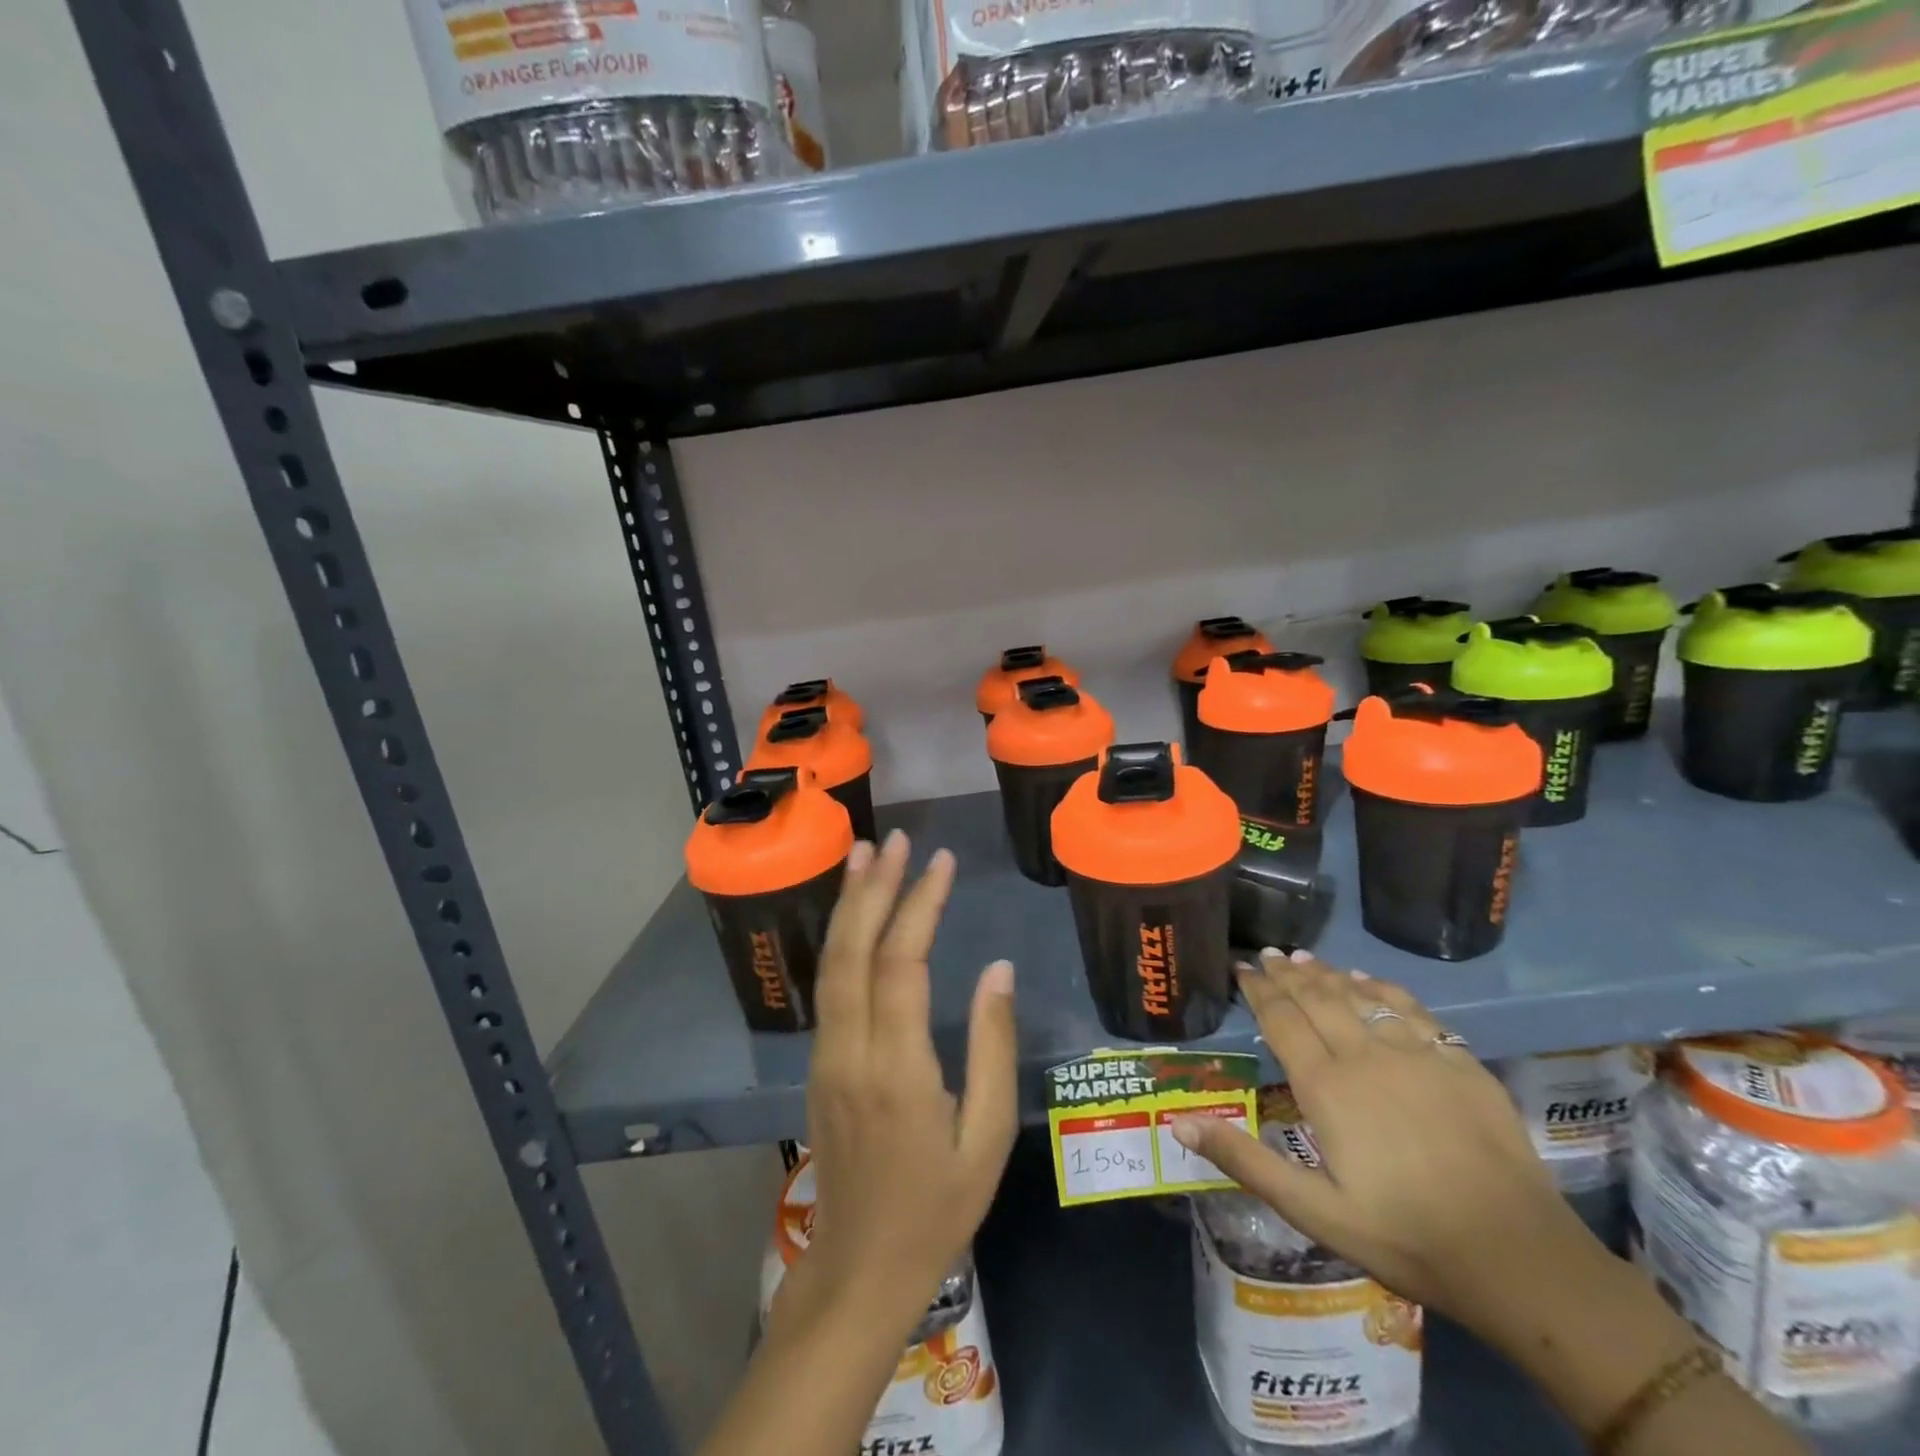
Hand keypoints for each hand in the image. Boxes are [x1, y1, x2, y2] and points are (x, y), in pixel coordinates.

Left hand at [781, 831, 1018, 1341]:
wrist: (860, 1268)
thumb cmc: (937, 1208)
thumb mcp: (988, 1136)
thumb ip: (993, 1048)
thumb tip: (998, 970)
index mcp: (897, 1070)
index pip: (903, 964)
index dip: (921, 905)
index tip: (943, 862)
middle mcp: (851, 1052)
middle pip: (855, 952)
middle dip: (875, 888)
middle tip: (897, 840)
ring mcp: (826, 1057)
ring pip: (832, 964)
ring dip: (848, 905)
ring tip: (866, 855)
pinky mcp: (819, 1064)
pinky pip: (828, 986)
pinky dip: (841, 939)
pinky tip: (854, 915)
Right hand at [1171, 948, 1592, 1340]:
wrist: (1519, 1257)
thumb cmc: (1404, 1236)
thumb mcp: (1313, 1211)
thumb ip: (1245, 1160)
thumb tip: (1179, 1123)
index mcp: (1326, 1087)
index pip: (1282, 1021)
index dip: (1258, 991)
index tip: (1242, 968)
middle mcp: (1366, 1056)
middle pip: (1318, 999)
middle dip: (1288, 973)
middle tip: (1268, 953)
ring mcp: (1417, 1055)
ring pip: (1361, 996)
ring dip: (1329, 974)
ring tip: (1306, 957)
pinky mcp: (1460, 1063)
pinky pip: (1412, 1009)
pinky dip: (1383, 988)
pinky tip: (1371, 981)